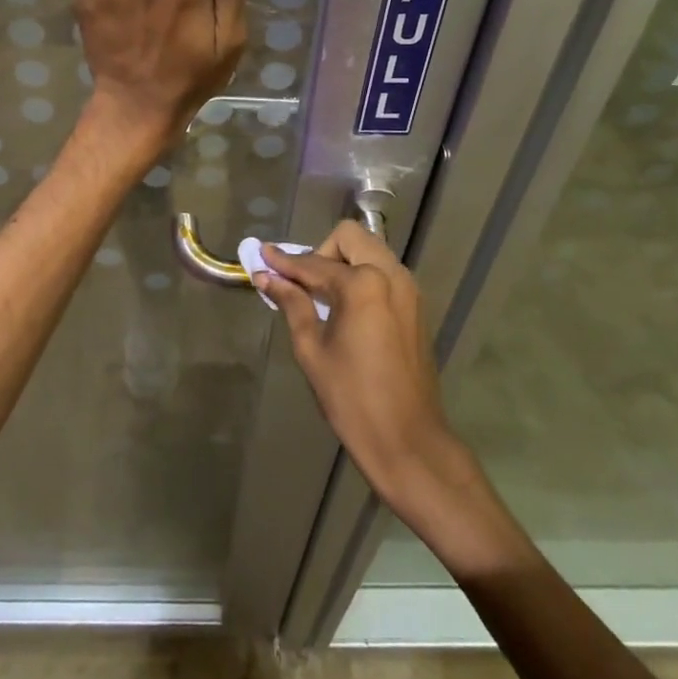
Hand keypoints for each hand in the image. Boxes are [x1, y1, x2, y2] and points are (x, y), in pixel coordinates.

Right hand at [257, 223, 470, 512]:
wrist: (408, 440)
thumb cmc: (352, 398)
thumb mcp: (312, 349)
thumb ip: (292, 304)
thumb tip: (266, 276)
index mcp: (363, 284)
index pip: (314, 263)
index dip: (285, 262)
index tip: (261, 256)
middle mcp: (391, 275)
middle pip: (350, 238)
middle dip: (321, 252)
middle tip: (303, 284)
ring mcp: (408, 289)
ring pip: (370, 251)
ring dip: (343, 262)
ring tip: (321, 296)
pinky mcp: (416, 306)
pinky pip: (384, 273)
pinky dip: (362, 276)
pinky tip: (346, 307)